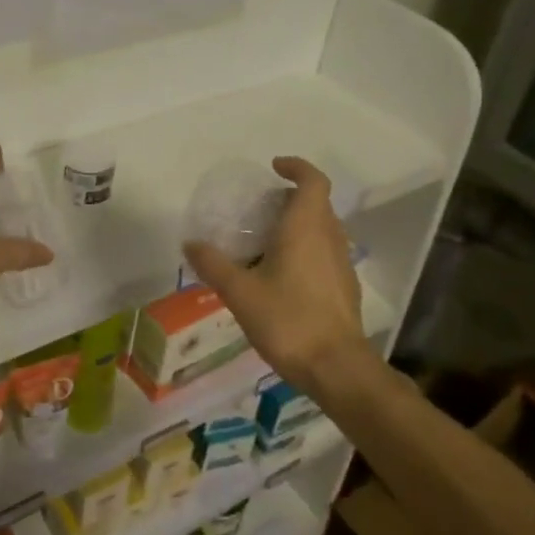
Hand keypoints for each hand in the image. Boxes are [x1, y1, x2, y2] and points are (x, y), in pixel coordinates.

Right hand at [183, 157, 369, 398]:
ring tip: (266, 240)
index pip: (312, 181)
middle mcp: (330, 237)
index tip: (274, 168)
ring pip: (323, 228)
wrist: (336, 367)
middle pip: (317, 203)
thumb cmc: (287, 320)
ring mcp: (342, 263)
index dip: (296, 167)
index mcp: (306, 228)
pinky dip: (306, 248)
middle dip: (290, 198)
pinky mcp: (345, 286)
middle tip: (259, 208)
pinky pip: (325, 251)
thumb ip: (213, 265)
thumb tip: (190, 243)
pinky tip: (282, 274)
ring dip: (299, 223)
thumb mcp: (240, 292)